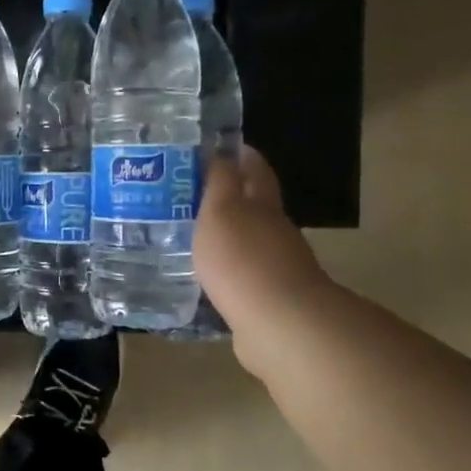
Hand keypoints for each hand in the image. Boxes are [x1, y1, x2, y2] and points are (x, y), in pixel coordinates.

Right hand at [195, 147, 335, 355]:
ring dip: (225, 234)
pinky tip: (205, 272)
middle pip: (255, 205)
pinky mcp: (265, 298)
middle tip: (193, 191)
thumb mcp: (222, 211)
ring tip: (190, 232)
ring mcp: (274, 266)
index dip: (241, 155)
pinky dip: (226, 267)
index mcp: (262, 205)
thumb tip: (221, 151)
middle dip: (230, 195)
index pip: (255, 170)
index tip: (221, 146)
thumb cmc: (243, 259)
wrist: (279, 324)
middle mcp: (274, 231)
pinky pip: (242, 273)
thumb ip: (220, 183)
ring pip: (247, 240)